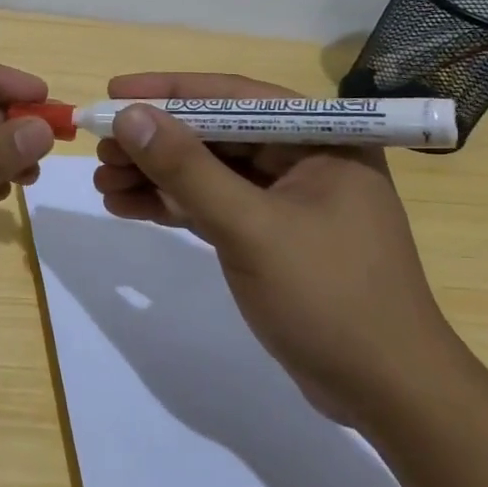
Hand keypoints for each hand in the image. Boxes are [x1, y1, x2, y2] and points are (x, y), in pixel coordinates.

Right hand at [92, 72, 473, 425]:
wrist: (387, 395)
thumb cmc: (329, 298)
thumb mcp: (251, 228)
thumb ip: (187, 170)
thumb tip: (129, 116)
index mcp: (320, 138)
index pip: (233, 96)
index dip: (168, 91)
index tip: (114, 91)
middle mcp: (305, 158)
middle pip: (215, 134)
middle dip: (155, 141)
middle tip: (99, 148)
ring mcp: (287, 200)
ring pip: (208, 172)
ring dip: (155, 175)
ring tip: (101, 181)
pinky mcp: (271, 236)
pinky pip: (213, 206)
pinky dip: (172, 206)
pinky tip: (126, 206)